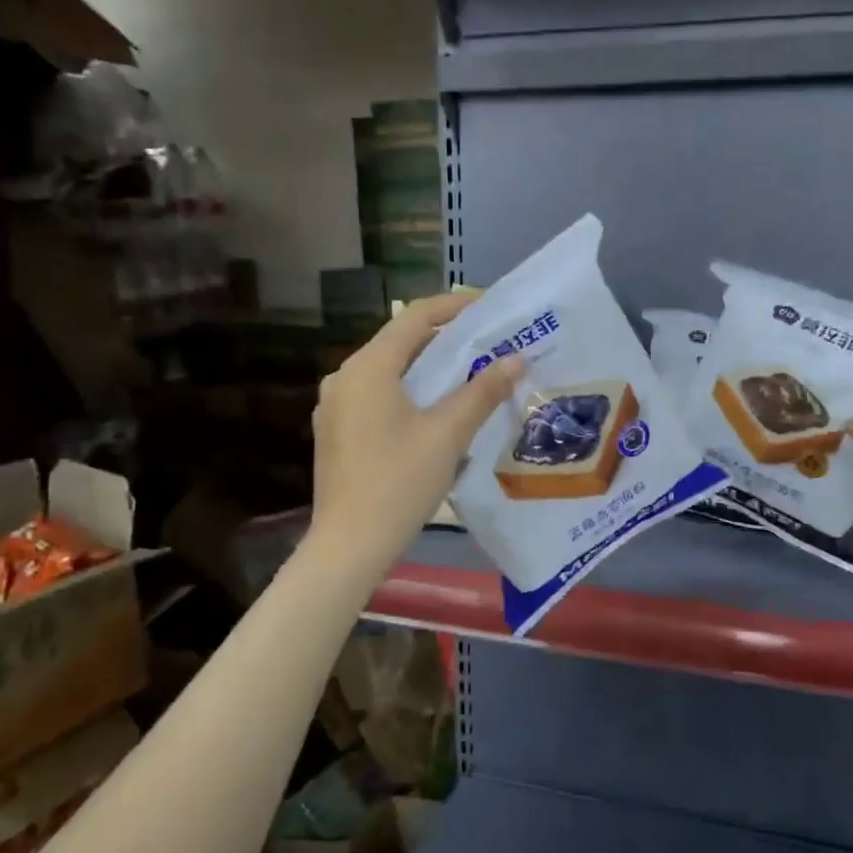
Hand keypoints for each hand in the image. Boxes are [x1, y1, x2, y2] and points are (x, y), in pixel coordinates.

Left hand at [309, 293, 523, 573]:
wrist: (349, 546)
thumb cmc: (399, 483)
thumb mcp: (448, 435)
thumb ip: (483, 391)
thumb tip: (516, 358)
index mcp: (368, 368)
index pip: (415, 317)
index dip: (454, 306)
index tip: (490, 307)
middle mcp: (345, 377)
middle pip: (400, 343)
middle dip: (445, 339)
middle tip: (488, 343)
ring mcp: (336, 406)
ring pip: (389, 372)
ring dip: (428, 368)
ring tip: (469, 374)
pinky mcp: (337, 432)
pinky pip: (377, 396)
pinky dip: (409, 392)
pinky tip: (435, 412)